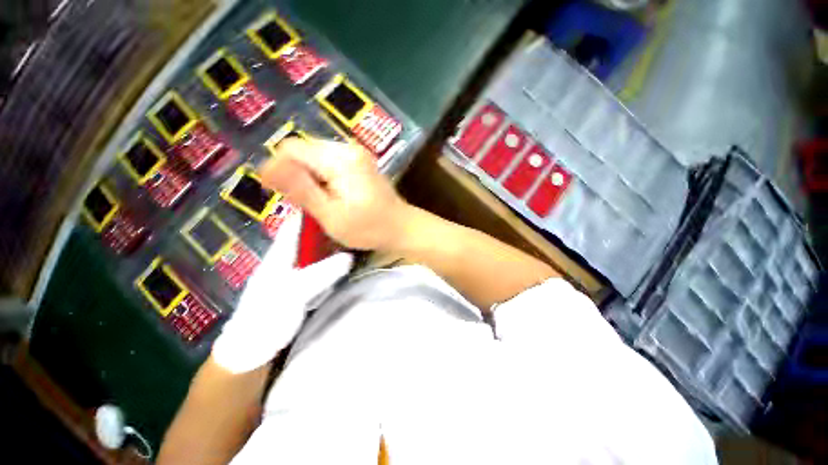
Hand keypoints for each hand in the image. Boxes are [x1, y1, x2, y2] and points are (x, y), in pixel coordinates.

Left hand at [212, 213, 352, 373]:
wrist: (253, 349)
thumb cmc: (267, 318)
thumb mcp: (293, 294)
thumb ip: (319, 274)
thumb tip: (348, 256)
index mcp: (280, 254)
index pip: (297, 224)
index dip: (314, 212)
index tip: (336, 202)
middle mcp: (288, 257)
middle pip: (310, 234)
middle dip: (329, 225)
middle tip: (354, 219)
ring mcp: (296, 271)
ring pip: (316, 249)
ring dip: (333, 241)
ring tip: (354, 233)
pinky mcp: (303, 284)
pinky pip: (321, 264)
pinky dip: (333, 258)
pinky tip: (346, 258)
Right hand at [259, 138, 410, 251]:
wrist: (402, 227)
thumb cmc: (369, 228)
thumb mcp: (331, 215)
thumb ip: (301, 190)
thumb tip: (266, 167)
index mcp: (340, 159)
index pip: (292, 148)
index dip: (279, 168)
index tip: (279, 194)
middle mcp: (348, 148)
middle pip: (304, 151)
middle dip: (297, 174)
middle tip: (307, 203)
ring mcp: (357, 154)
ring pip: (316, 157)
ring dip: (310, 178)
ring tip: (320, 202)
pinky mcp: (360, 162)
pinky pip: (330, 163)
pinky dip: (323, 178)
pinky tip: (332, 196)